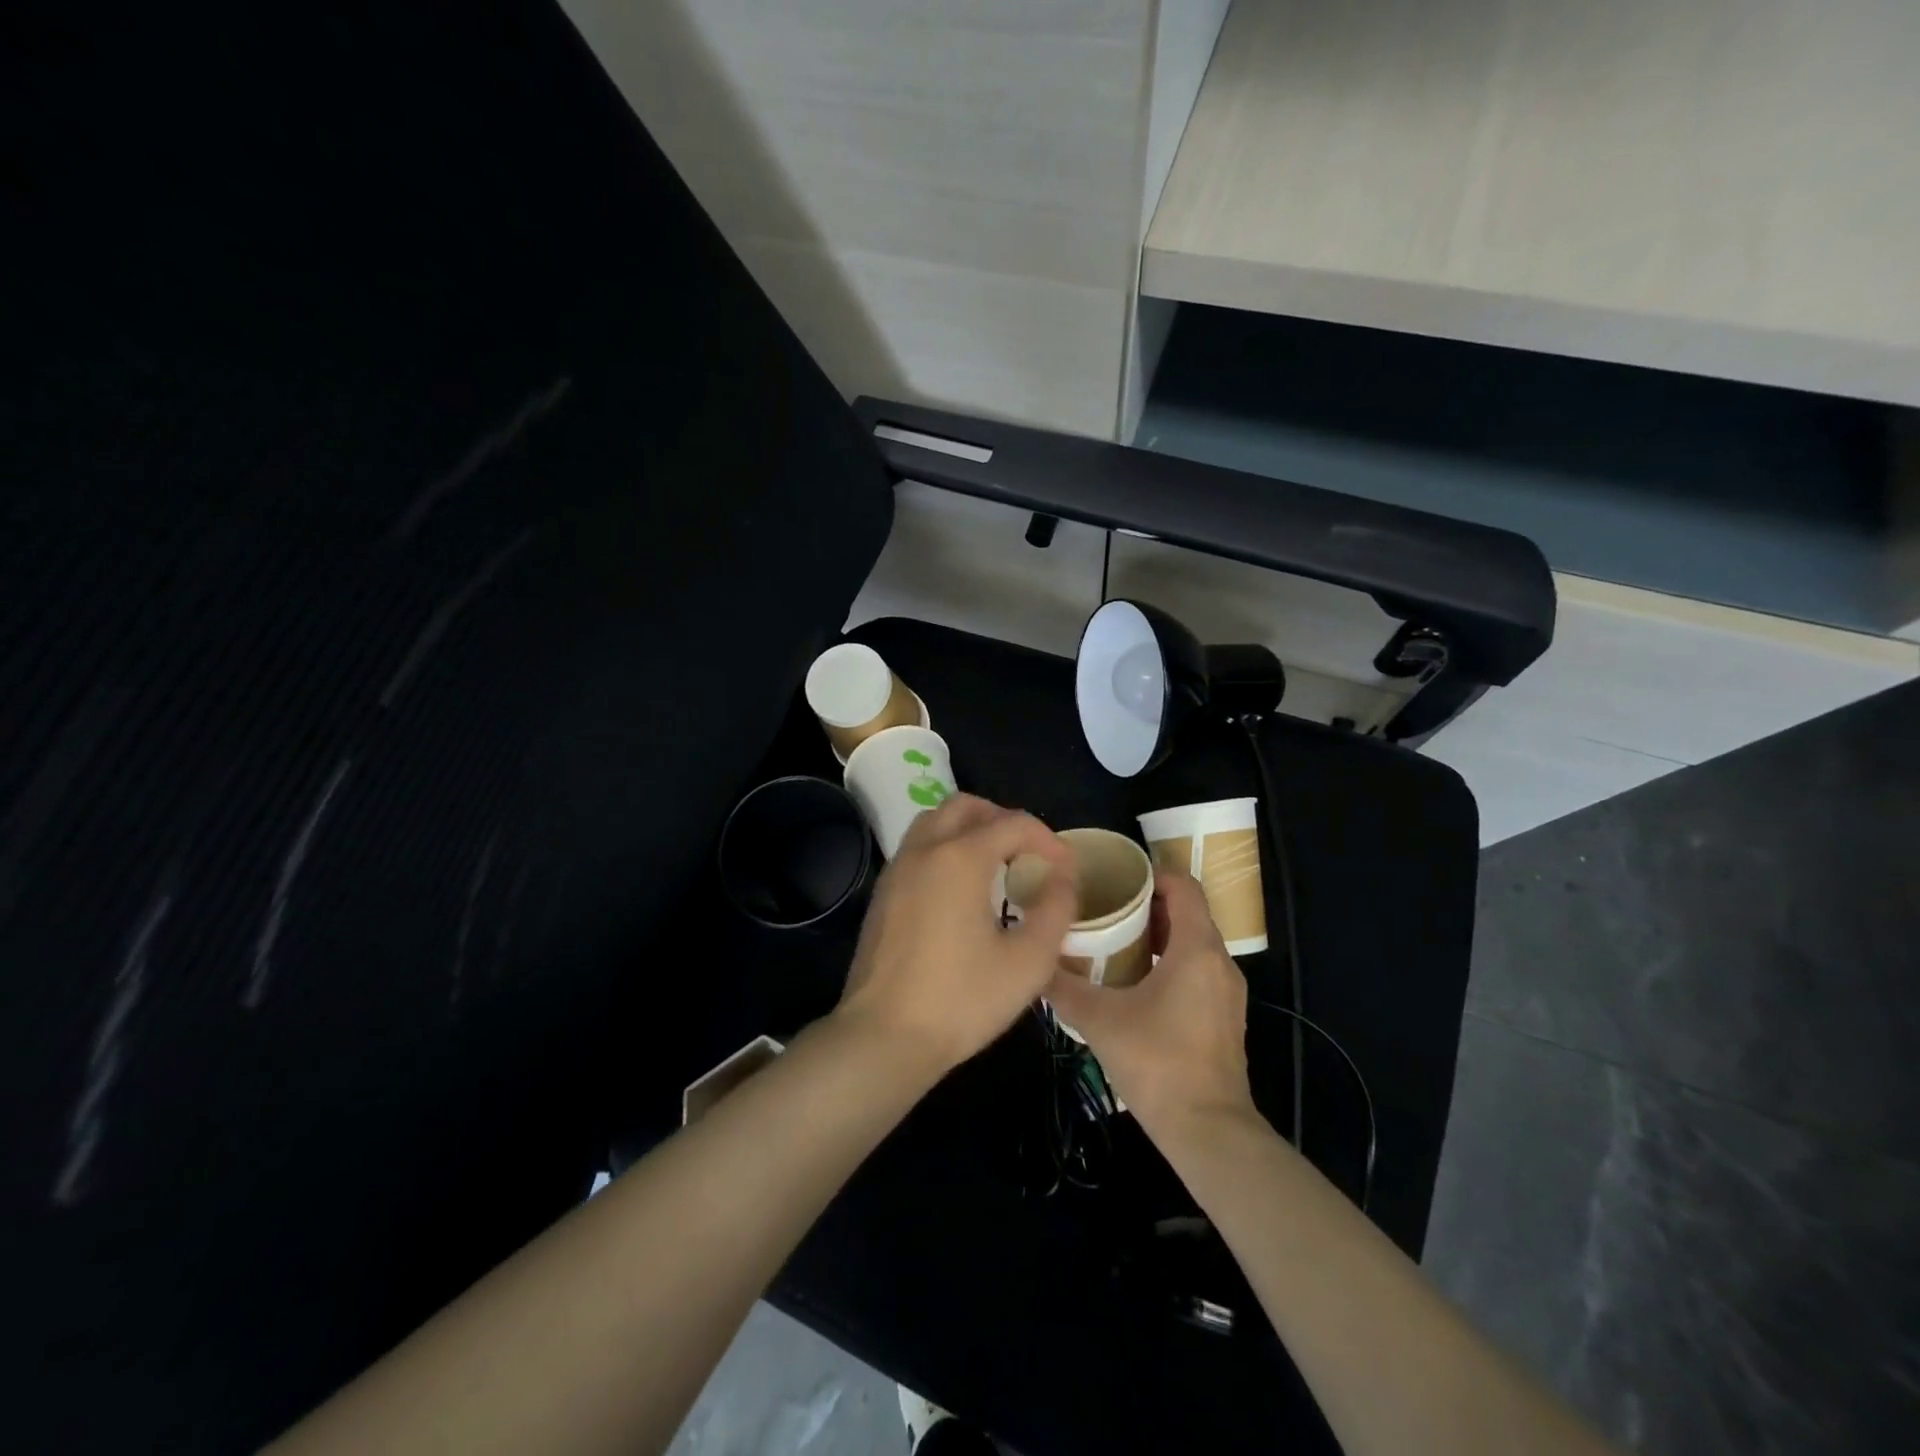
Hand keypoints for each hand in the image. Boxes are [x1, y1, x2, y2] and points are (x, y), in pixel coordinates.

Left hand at [835, 793, 1076, 1075]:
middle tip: (1029, 854)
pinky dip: (945, 848)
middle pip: (967, 806)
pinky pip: (918, 847)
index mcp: (960, 857)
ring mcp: (897, 869)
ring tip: (997, 865)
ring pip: (935, 821)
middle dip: (1004, 820)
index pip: (1013, 823)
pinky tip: (961, 889)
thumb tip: (1063, 877)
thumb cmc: (961, 1000)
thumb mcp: (1028, 961)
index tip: (1067, 868)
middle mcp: (924, 850)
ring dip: (970, 828)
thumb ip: (1055, 909)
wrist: (883, 1037)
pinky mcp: (883, 893)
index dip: (1048, 839)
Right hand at [1045, 869, 1256, 1145]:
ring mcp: (1227, 992)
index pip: (1184, 885)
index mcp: (1197, 949)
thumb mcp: (1099, 1019)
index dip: (1152, 873)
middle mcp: (1220, 962)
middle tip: (1106, 906)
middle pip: (1189, 912)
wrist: (1208, 1131)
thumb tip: (1033, 961)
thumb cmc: (1157, 1062)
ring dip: (1159, 935)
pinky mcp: (1225, 1017)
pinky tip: (1135, 982)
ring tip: (1115, 940)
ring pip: (1194, 943)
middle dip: (1148, 904)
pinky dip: (1171, 961)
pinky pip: (1198, 970)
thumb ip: (1063, 986)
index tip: (1117, 877)